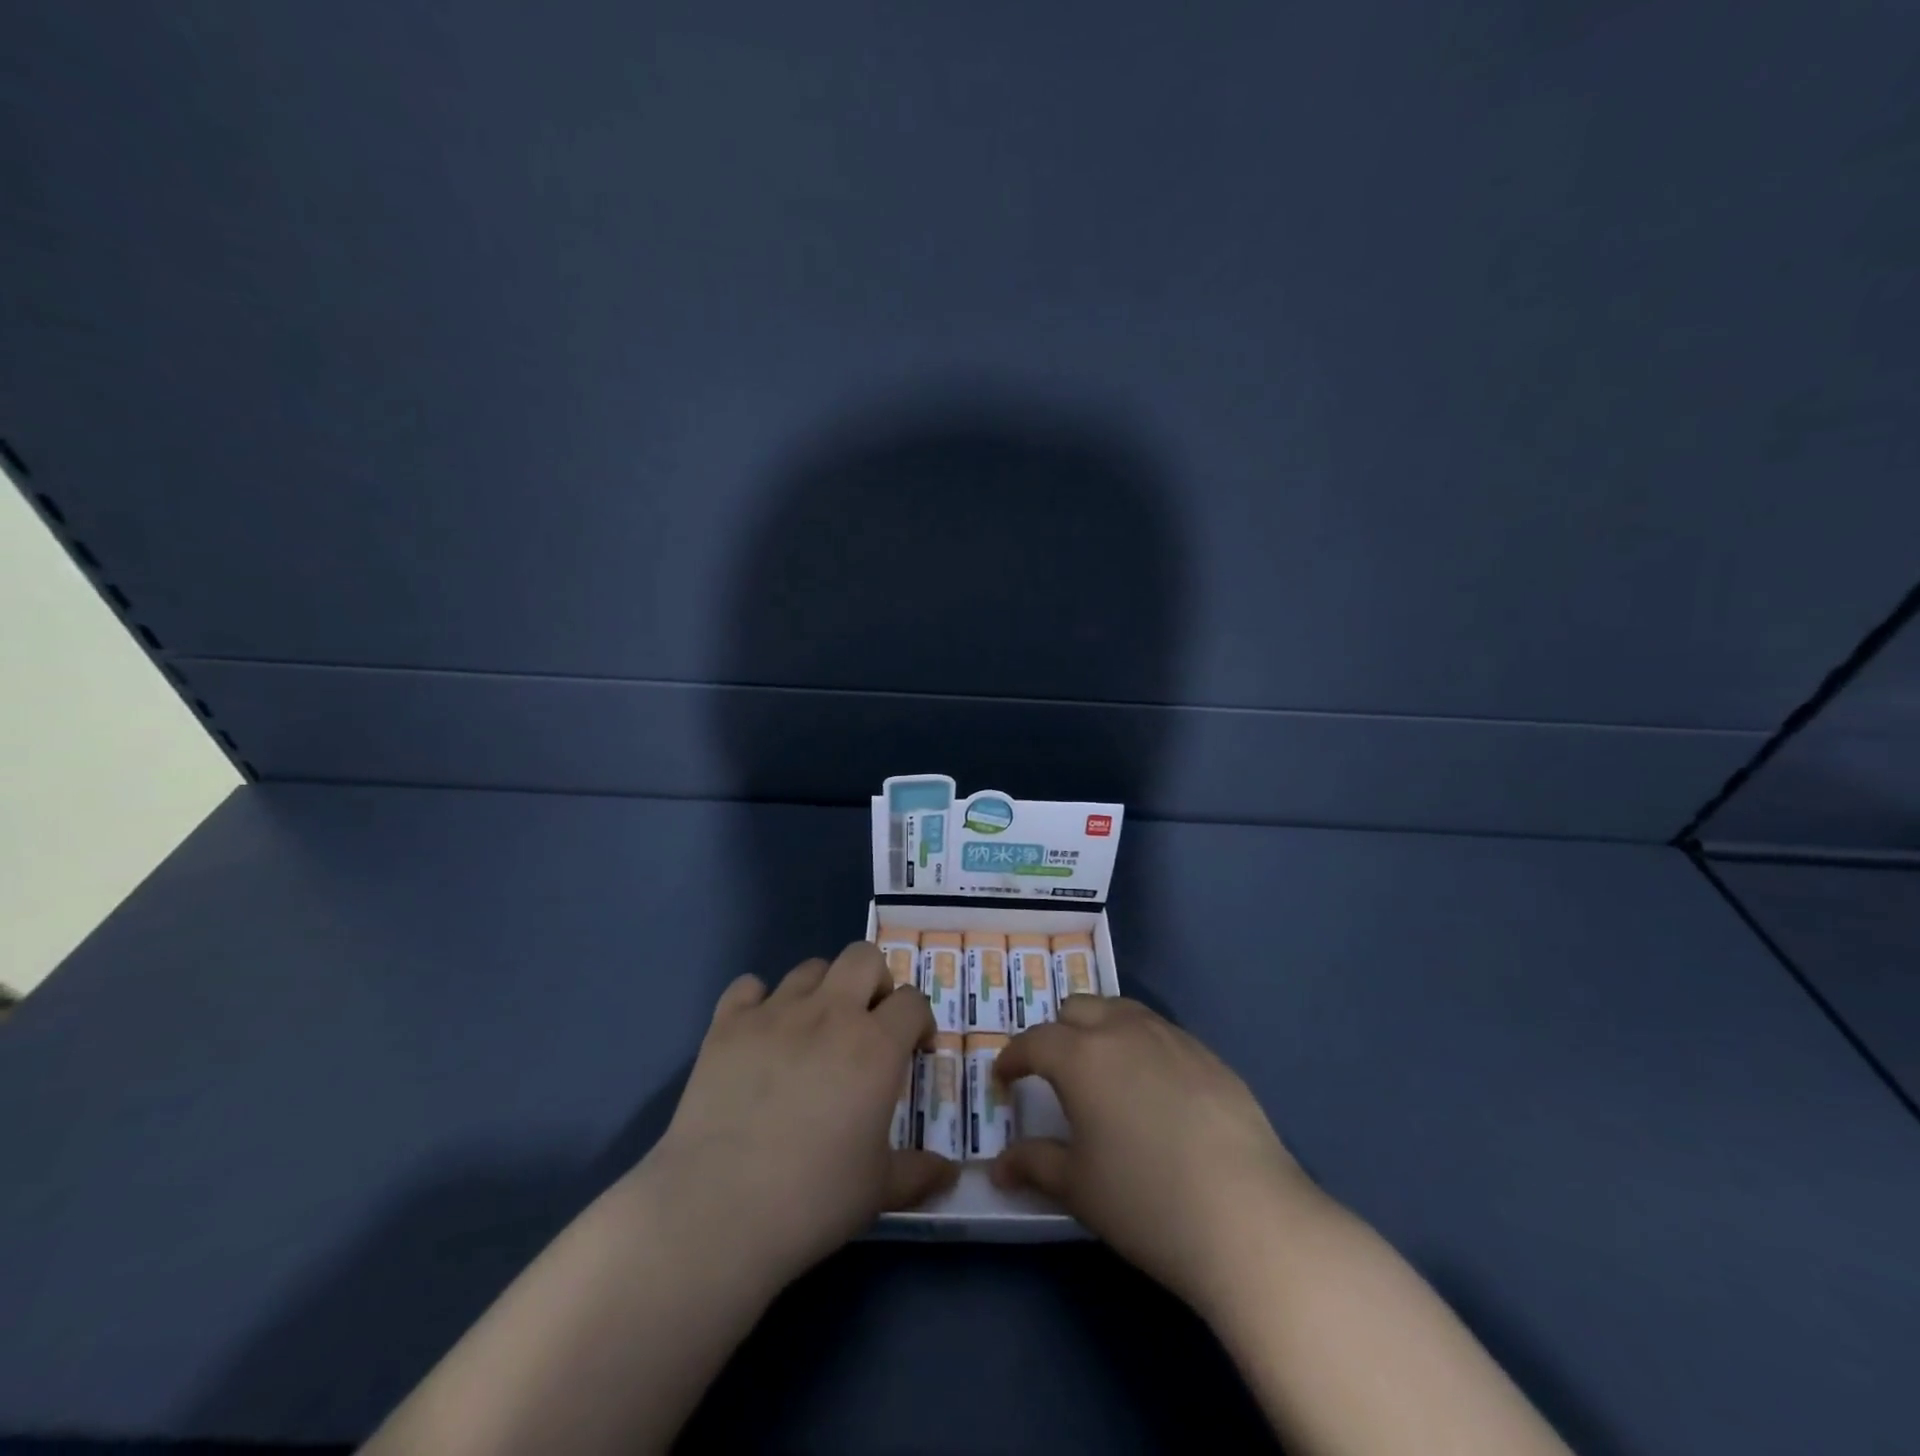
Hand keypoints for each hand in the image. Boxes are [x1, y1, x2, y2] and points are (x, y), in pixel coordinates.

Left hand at [641, 942, 956, 1288]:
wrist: (718, 1209)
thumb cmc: (812, 1199)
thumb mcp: (878, 1190)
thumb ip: (918, 1173)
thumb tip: (951, 1173)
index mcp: (876, 1046)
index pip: (913, 1001)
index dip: (920, 1020)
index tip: (916, 1048)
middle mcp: (830, 1013)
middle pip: (864, 957)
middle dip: (875, 981)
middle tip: (869, 1022)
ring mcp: (775, 1012)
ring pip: (811, 967)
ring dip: (823, 989)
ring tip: (815, 1028)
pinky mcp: (728, 1024)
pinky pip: (749, 986)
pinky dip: (759, 1000)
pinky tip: (759, 1033)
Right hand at [991, 996, 1322, 1317]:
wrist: (1248, 1217)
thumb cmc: (1146, 1201)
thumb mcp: (1078, 1187)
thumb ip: (1034, 1164)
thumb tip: (998, 1166)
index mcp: (1082, 1056)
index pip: (1034, 1041)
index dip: (1012, 1058)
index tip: (1004, 1078)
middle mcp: (1124, 1031)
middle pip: (1078, 1008)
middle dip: (1058, 1033)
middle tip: (1055, 1073)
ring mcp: (1172, 1038)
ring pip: (1122, 1011)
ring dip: (1101, 1030)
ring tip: (1103, 1072)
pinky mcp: (1209, 1055)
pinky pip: (1161, 1034)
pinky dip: (1142, 1046)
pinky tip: (1155, 1091)